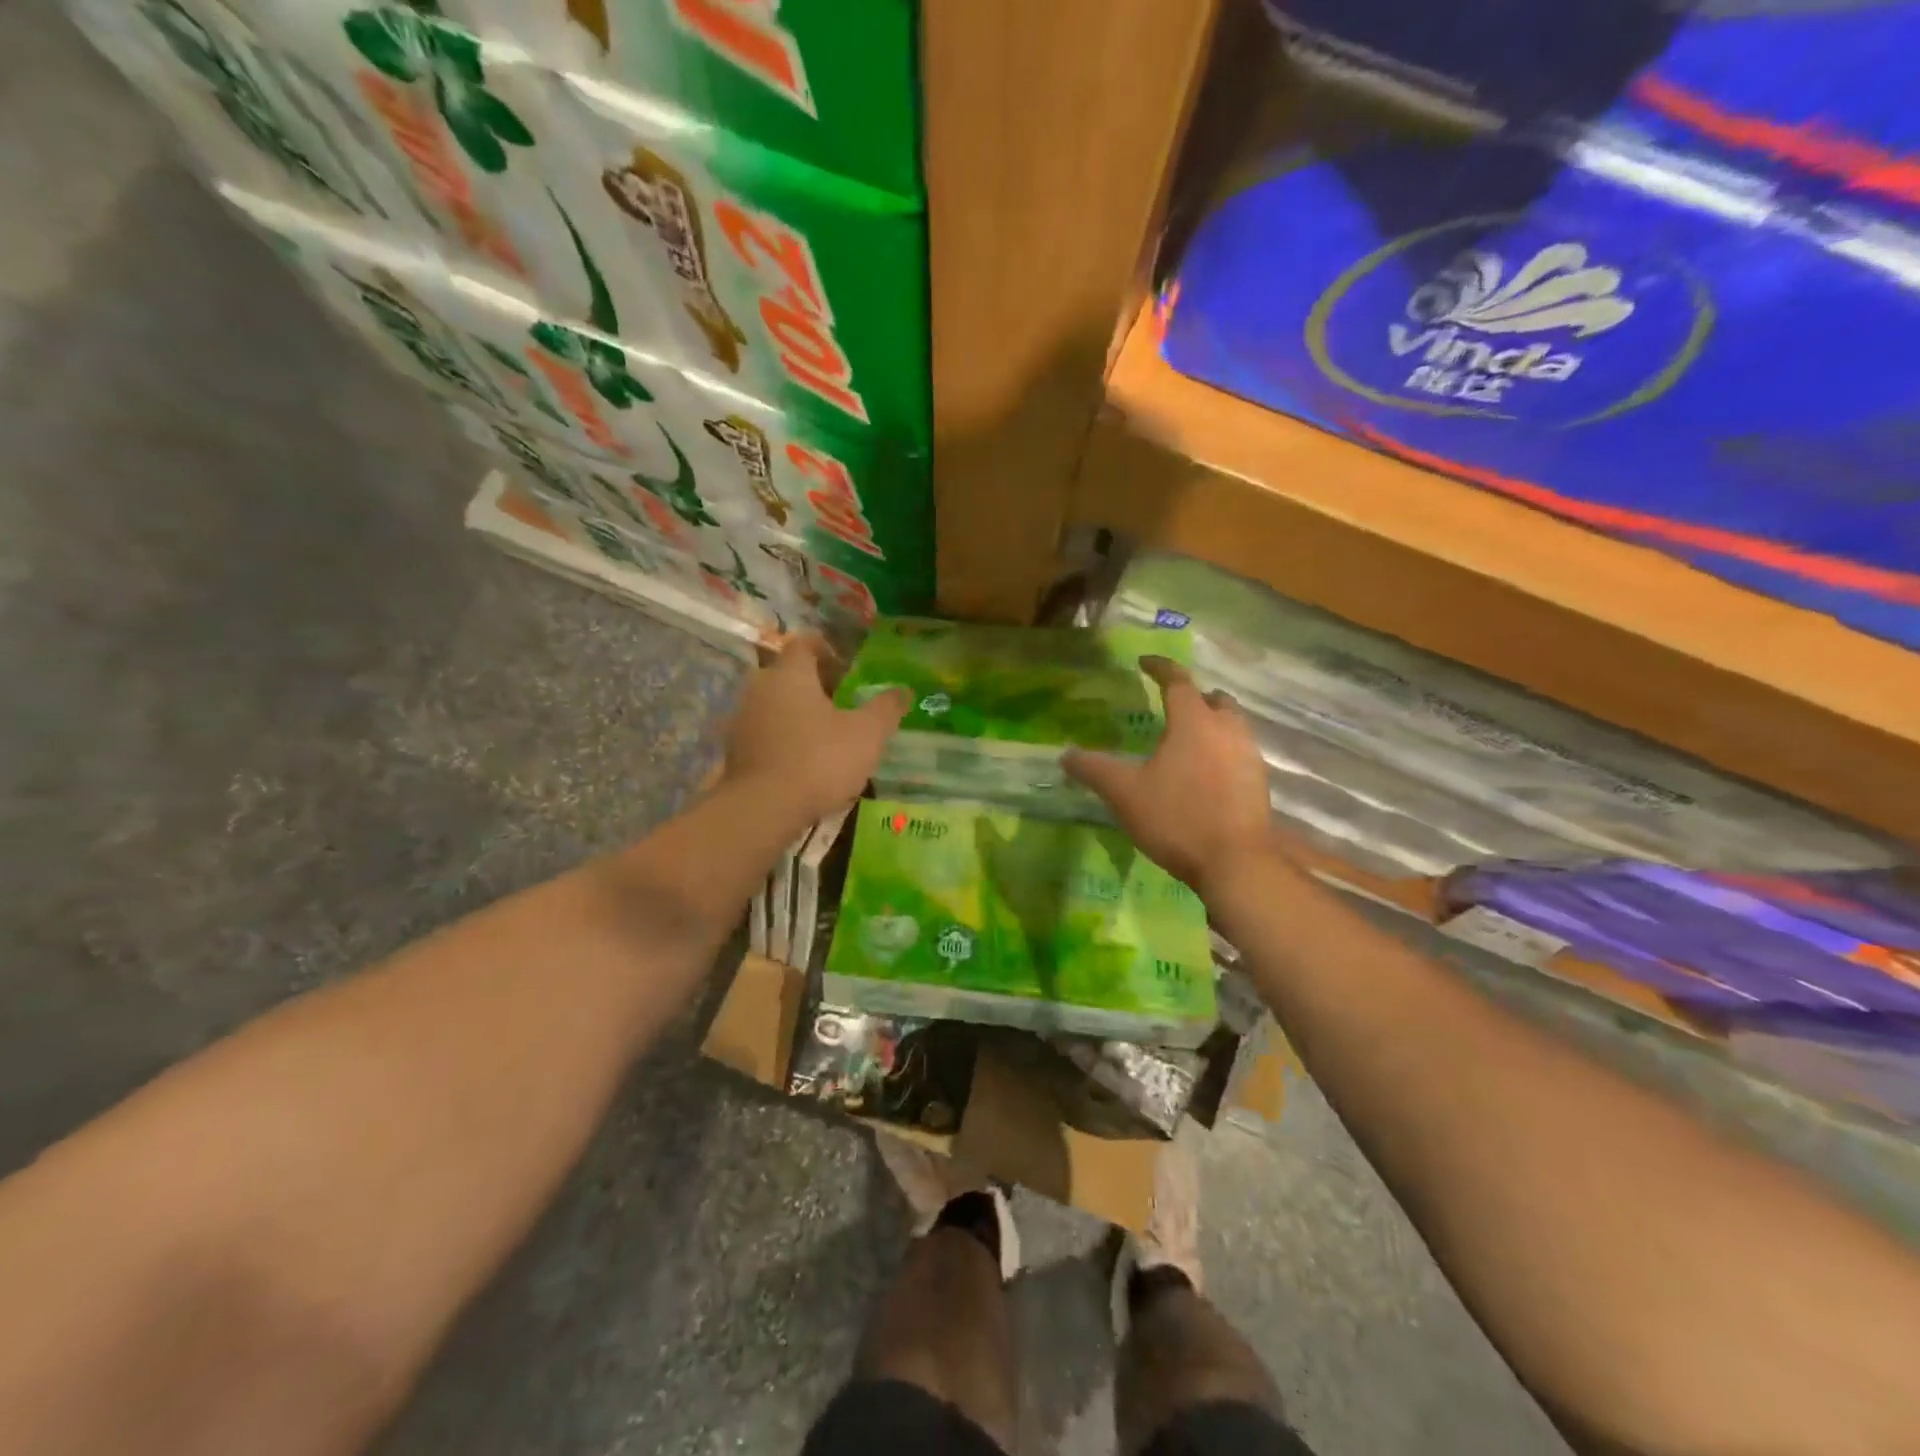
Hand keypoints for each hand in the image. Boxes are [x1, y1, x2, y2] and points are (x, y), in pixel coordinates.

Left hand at [723, 634, 907, 824]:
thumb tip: (903, 690)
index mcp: (790, 674)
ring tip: (826, 734)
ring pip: (775, 704)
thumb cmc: (819, 760)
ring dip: (798, 712)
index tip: (847, 666)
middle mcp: (760, 688)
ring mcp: (743, 720)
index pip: (805, 643)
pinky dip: (784, 737)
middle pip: (788, 674)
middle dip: (815, 683)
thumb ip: (885, 709)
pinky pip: (765, 732)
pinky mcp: (735, 751)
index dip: (827, 649)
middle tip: (843, 701)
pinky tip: (805, 760)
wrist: (763, 809)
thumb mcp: (866, 734)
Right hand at [1064, 656, 1273, 895]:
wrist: (1235, 862)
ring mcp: (1249, 755)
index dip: (1160, 667)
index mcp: (1193, 721)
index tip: (1145, 661)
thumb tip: (1066, 755)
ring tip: (1189, 738)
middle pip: (1214, 699)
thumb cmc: (1176, 817)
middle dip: (1195, 695)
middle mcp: (1227, 729)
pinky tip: (1207, 773)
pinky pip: (1240, 751)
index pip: (1177, 681)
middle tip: (1174, 704)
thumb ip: (1094, 770)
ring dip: (1213, 722)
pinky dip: (1223, 749)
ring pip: (1232, 724)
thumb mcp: (1124, 793)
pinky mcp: (1259, 782)